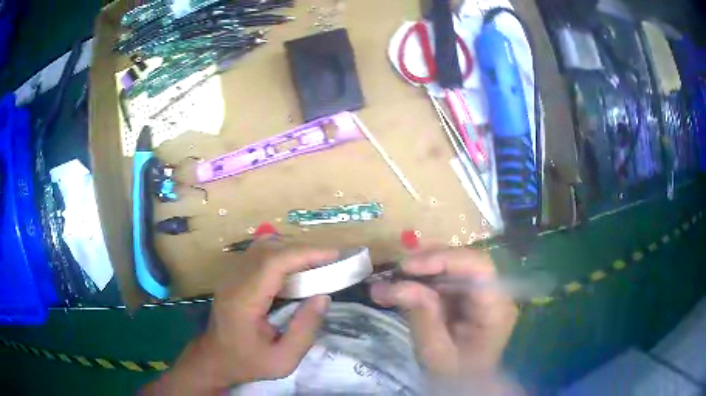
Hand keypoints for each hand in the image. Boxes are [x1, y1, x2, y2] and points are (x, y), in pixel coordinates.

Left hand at [144, 248, 336, 394]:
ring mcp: (231, 275)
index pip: (273, 263)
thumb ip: (305, 330)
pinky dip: (281, 253)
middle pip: (269, 248)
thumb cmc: (248, 362)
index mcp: (243, 300)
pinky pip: (259, 253)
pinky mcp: (233, 275)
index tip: (333, 255)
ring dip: (292, 249)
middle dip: (303, 249)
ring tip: (315, 264)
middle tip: (330, 260)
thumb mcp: (283, 360)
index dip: (305, 253)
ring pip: (263, 246)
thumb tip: (323, 297)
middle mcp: (234, 280)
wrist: (215, 358)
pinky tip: (294, 269)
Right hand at [370, 249, 517, 378]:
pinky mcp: (469, 296)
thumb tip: (397, 284)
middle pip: (466, 262)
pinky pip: (446, 279)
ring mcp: (483, 293)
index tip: (407, 267)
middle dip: (429, 262)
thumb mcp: (435, 351)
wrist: (465, 385)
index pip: (478, 267)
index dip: (443, 259)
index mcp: (496, 309)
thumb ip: (422, 315)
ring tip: (392, 280)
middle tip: (395, 271)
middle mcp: (495, 294)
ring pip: (454, 267)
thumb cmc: (455, 374)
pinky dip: (421, 281)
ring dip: (421, 271)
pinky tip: (399, 288)